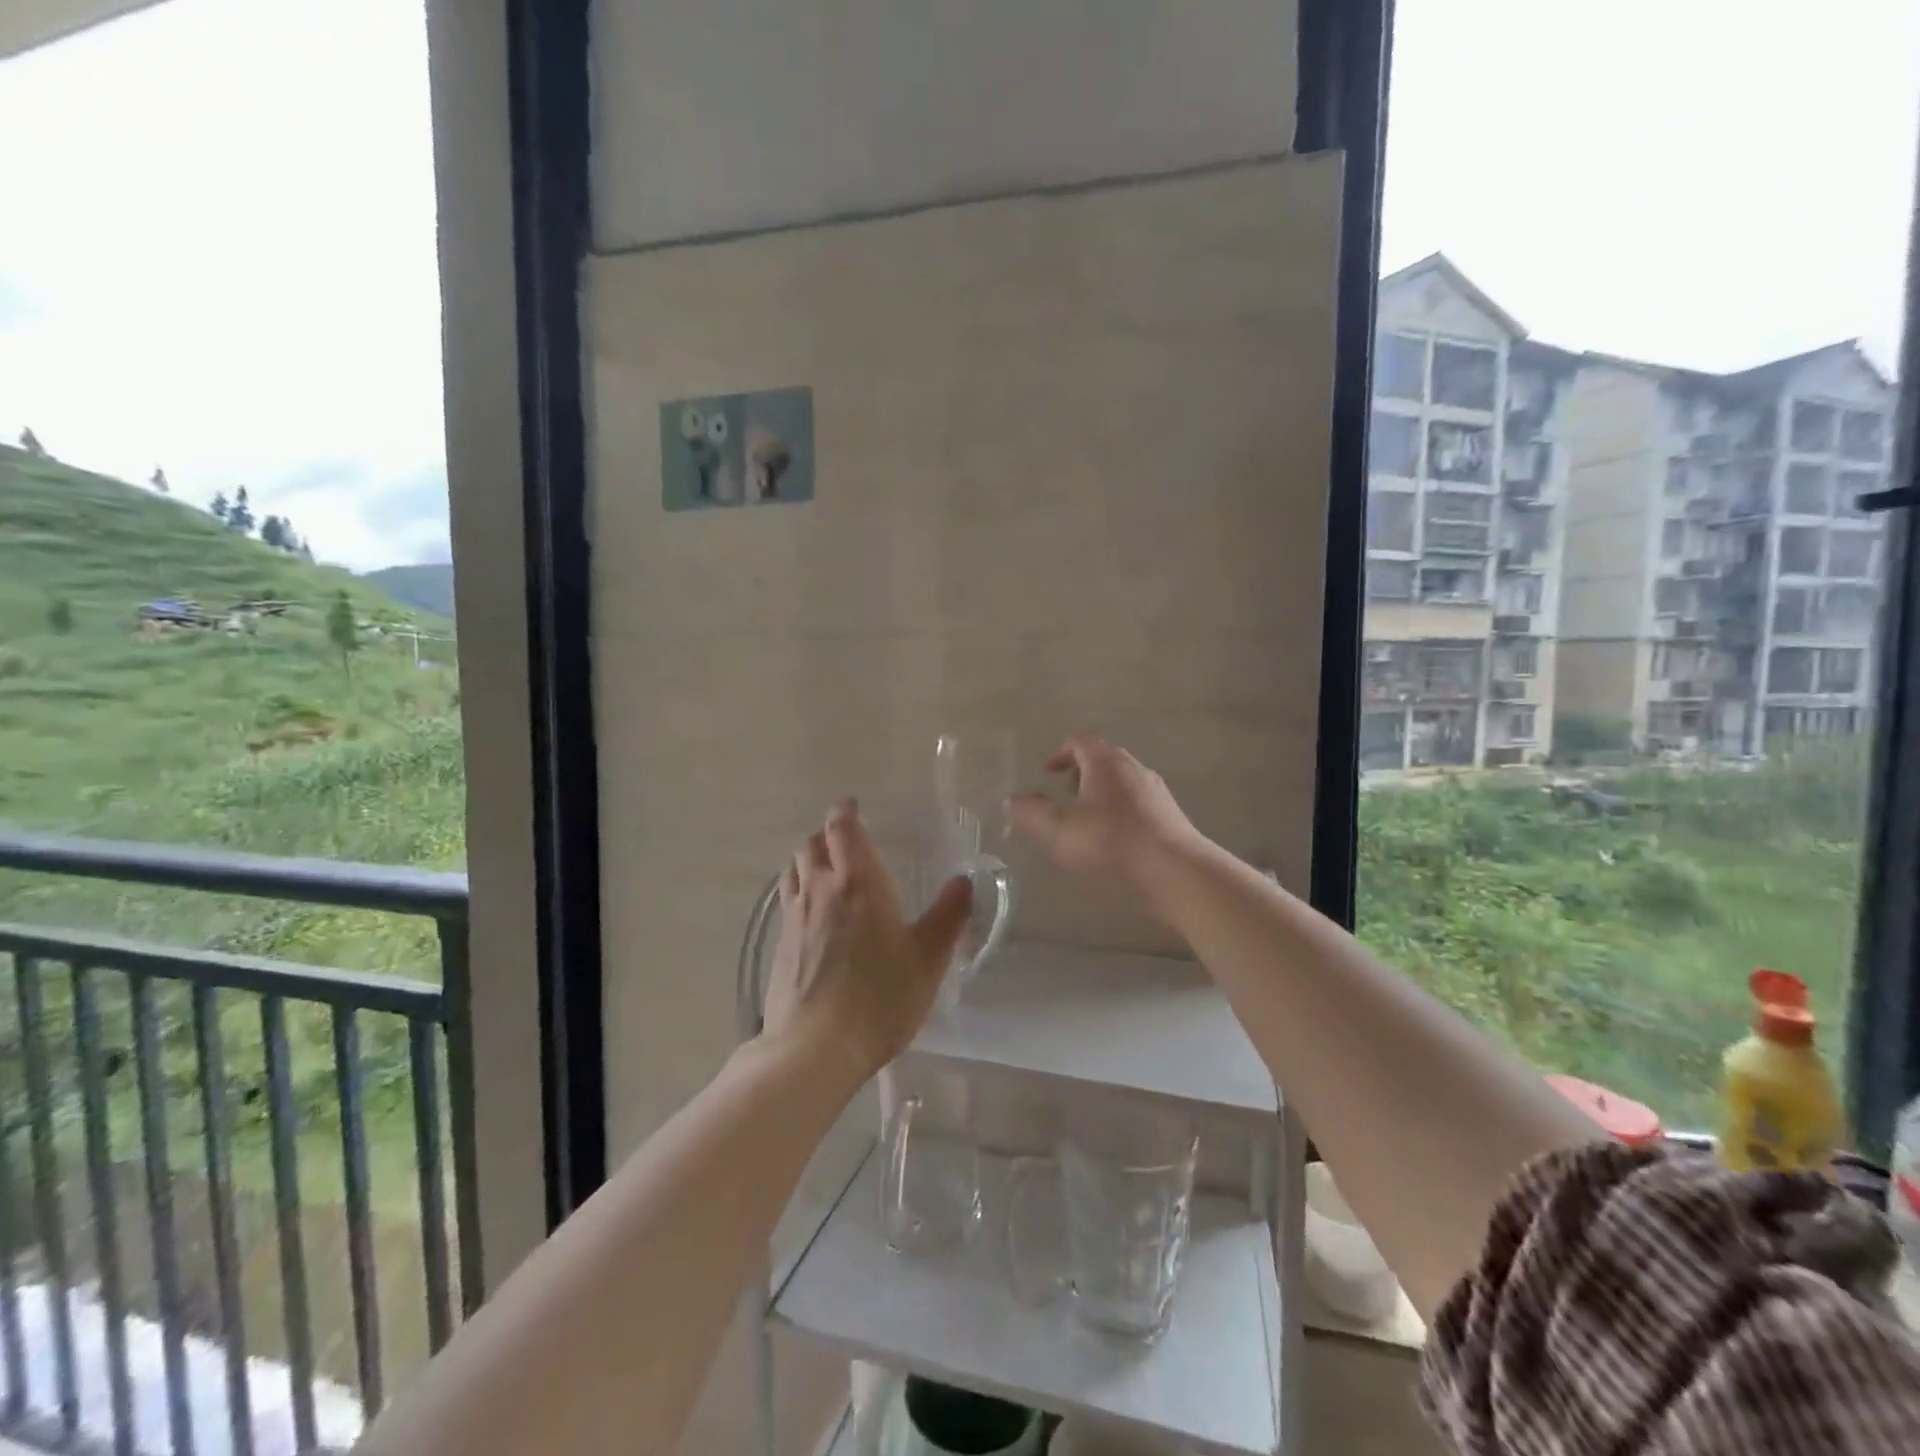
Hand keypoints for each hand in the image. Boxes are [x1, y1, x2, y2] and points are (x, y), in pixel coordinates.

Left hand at [762, 799, 973, 1083]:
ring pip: (794, 870)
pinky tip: (813, 913)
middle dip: (827, 834)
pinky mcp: (779, 945)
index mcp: (859, 883)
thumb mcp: (928, 959)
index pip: (843, 829)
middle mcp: (820, 890)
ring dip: (809, 859)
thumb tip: (964, 880)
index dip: (844, 812)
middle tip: (845, 838)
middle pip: (812, 845)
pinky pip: (787, 900)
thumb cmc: (880, 998)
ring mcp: (794, 917)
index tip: (851, 804)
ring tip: (826, 868)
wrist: (814, 1049)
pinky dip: (798, 890)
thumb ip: (949, 916)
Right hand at [1007, 736, 1203, 893]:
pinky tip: (1115, 839)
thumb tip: (1012, 800)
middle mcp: (1133, 768)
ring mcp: (1156, 791)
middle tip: (1065, 794)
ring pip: (1123, 781)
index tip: (1048, 771)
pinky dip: (1121, 810)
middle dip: (1081, 773)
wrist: (1175, 870)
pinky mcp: (1170, 815)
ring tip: (1087, 819)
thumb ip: (1031, 813)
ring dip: (1102, 792)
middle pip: (1104, 758)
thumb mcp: (1059, 830)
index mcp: (1105, 762)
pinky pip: (1139, 802)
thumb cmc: (1111, 843)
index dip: (1060, 753)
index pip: (1079, 742)